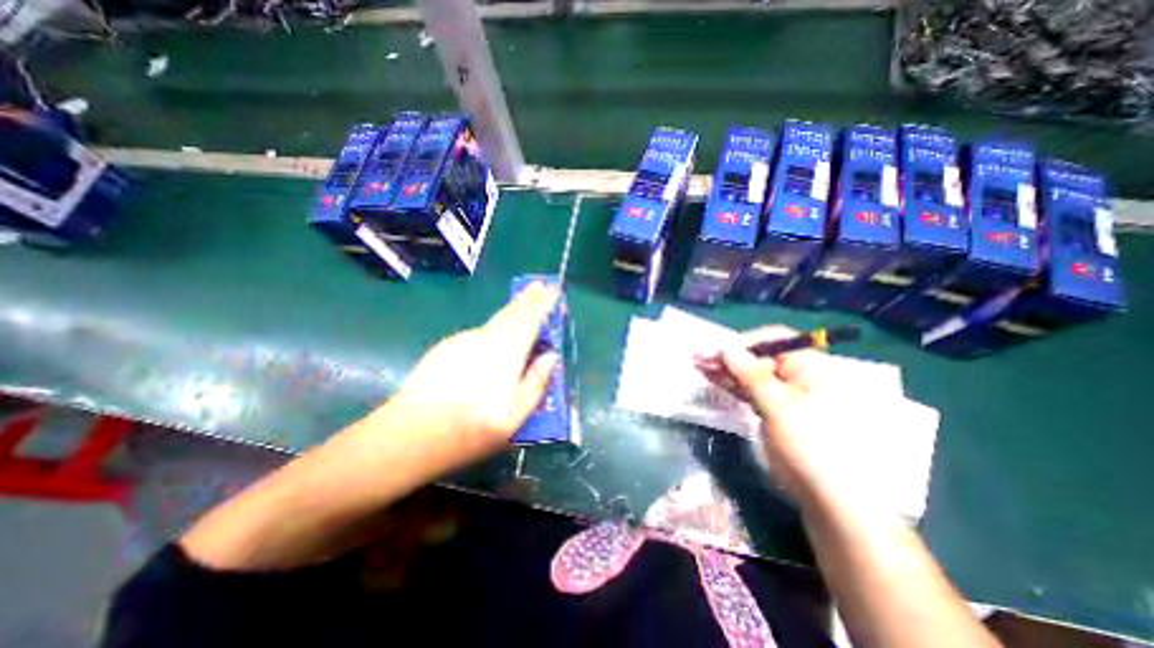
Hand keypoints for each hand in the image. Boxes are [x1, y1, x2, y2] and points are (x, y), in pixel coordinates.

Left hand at [371, 280, 565, 467]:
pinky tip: (497, 334)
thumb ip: (535, 384)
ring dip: (512, 310)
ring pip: (495, 321)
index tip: (553, 288)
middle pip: (511, 313)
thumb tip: (551, 357)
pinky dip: (494, 326)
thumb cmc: (469, 432)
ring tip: (525, 300)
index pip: (529, 321)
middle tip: (539, 284)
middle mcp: (485, 340)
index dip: (543, 303)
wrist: (408, 435)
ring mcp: (463, 341)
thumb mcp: (513, 420)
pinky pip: (480, 331)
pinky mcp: (447, 347)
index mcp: (505, 355)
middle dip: (528, 298)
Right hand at [693, 327, 890, 513]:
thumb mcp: (780, 406)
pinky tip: (710, 376)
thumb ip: (751, 375)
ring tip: (698, 363)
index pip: (773, 339)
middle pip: (757, 355)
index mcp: (808, 366)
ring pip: (748, 372)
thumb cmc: (810, 444)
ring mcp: (780, 391)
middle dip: (728, 355)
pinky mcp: (769, 407)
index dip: (745, 342)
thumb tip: (727, 348)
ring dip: (724, 368)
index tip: (719, 351)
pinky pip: (747, 389)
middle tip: (699, 356)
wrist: (827, 494)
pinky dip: (729, 382)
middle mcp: (794, 373)